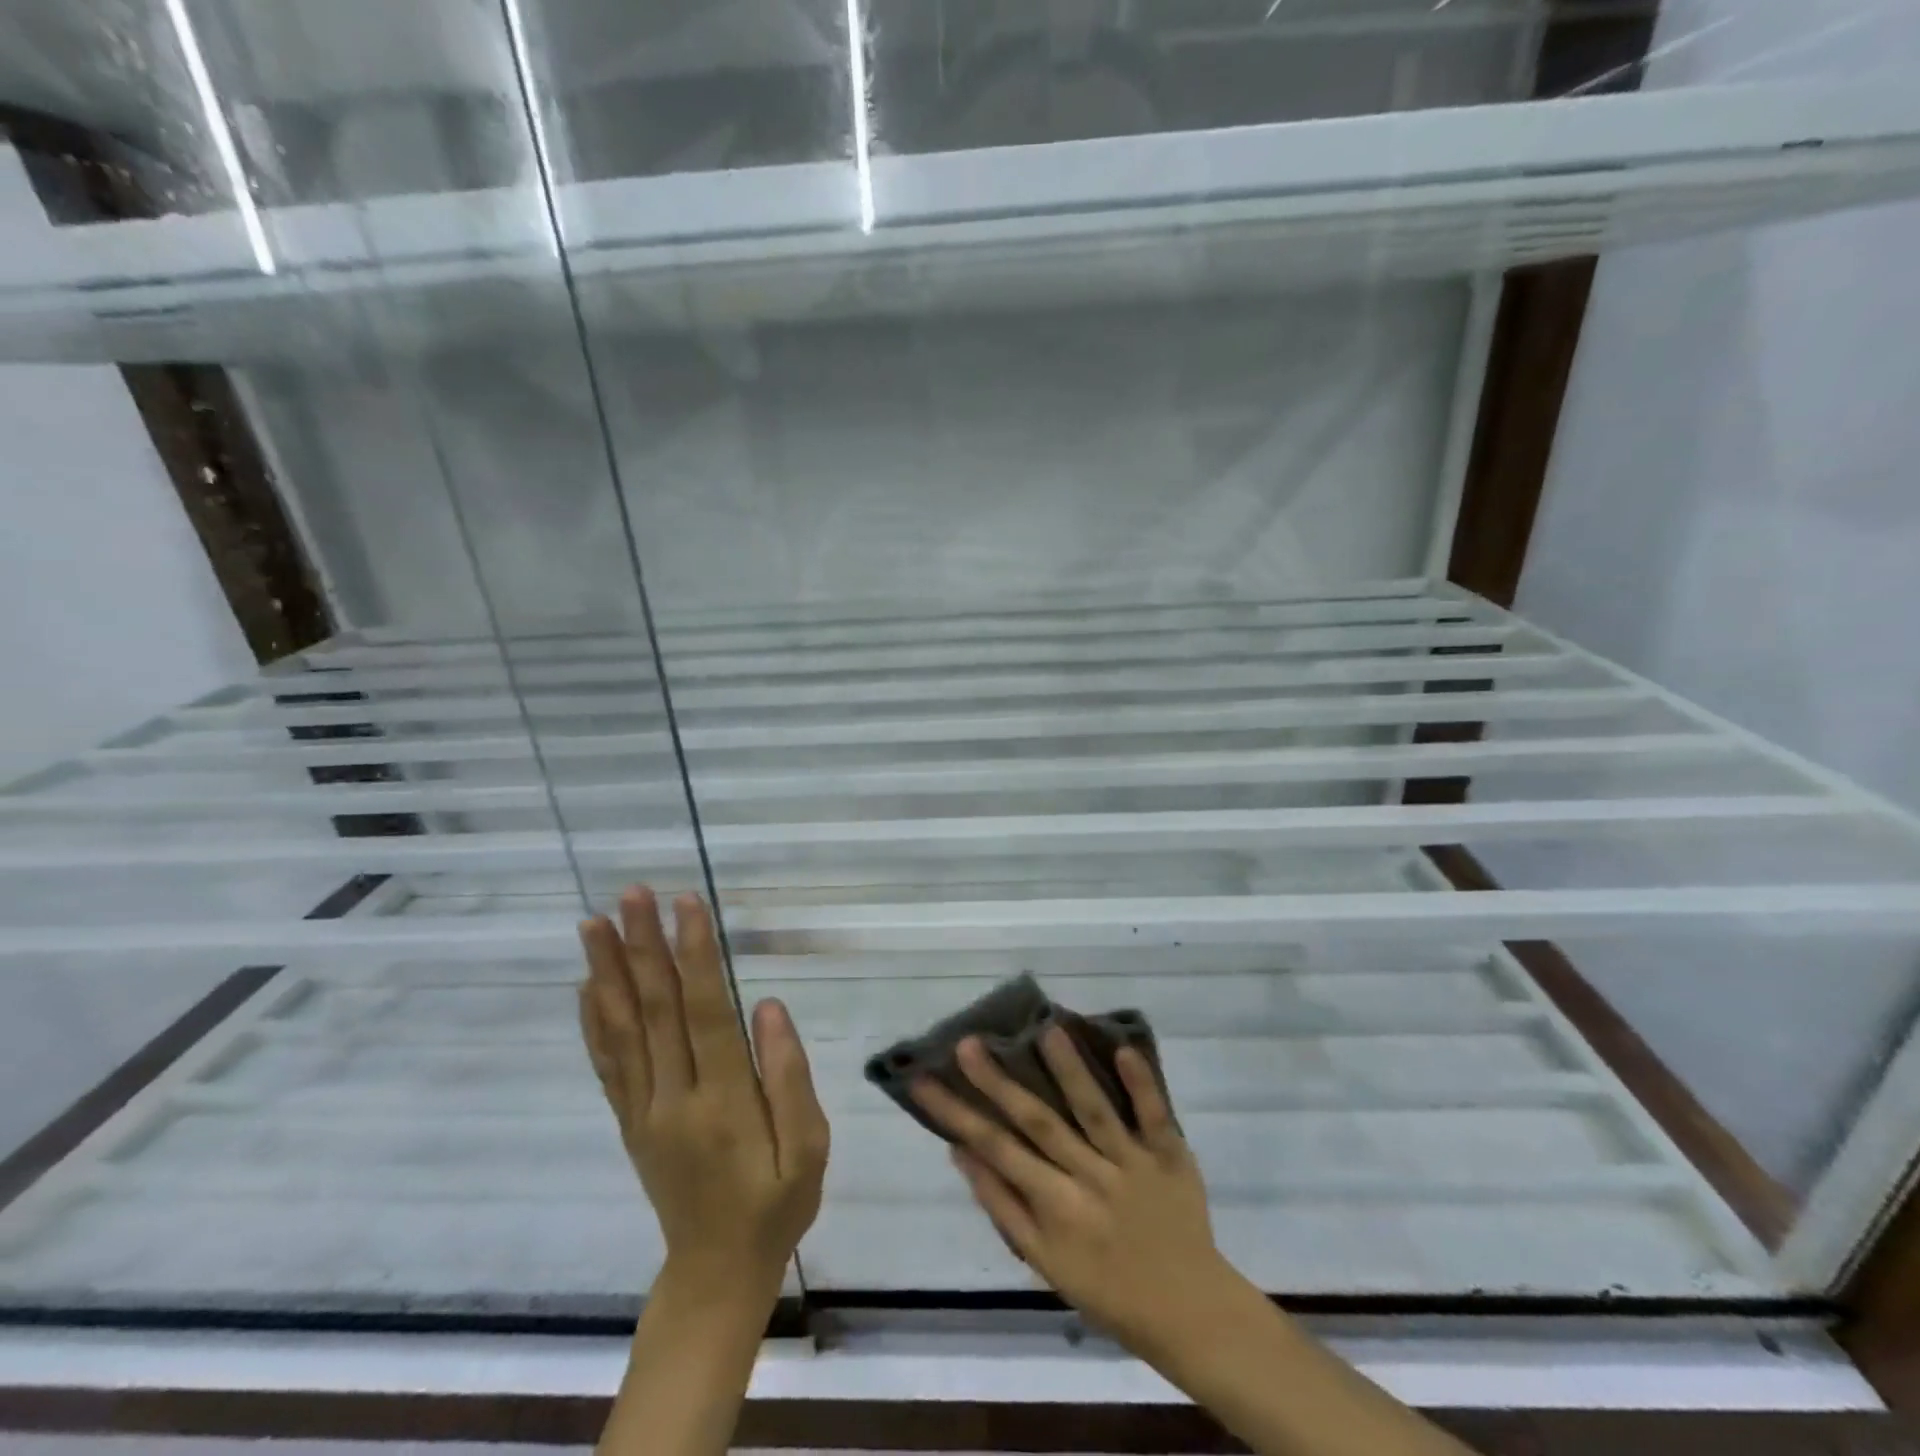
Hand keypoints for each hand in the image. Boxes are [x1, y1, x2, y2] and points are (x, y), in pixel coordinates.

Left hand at [578, 886, 829, 1304]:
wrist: (717, 1271)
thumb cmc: (777, 1202)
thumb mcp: (809, 1147)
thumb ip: (790, 1075)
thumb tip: (768, 1006)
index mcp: (724, 1101)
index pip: (706, 1012)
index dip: (695, 954)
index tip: (686, 903)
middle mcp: (673, 1097)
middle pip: (655, 1010)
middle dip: (643, 946)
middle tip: (631, 894)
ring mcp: (643, 1110)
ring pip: (621, 1030)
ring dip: (606, 972)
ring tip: (592, 923)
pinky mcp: (630, 1121)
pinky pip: (607, 1064)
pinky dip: (593, 1020)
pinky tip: (587, 984)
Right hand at [912, 1026, 1240, 1358]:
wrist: (1190, 1312)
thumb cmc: (1108, 1289)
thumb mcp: (1044, 1263)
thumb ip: (1003, 1206)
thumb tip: (962, 1153)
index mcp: (1054, 1208)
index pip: (995, 1150)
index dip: (956, 1114)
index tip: (923, 1078)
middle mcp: (1088, 1180)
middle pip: (1036, 1122)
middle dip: (998, 1081)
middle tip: (967, 1042)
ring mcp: (1131, 1164)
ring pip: (1094, 1110)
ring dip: (1069, 1070)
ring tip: (1045, 1029)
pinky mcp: (1170, 1156)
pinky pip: (1155, 1116)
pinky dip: (1141, 1084)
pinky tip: (1124, 1048)